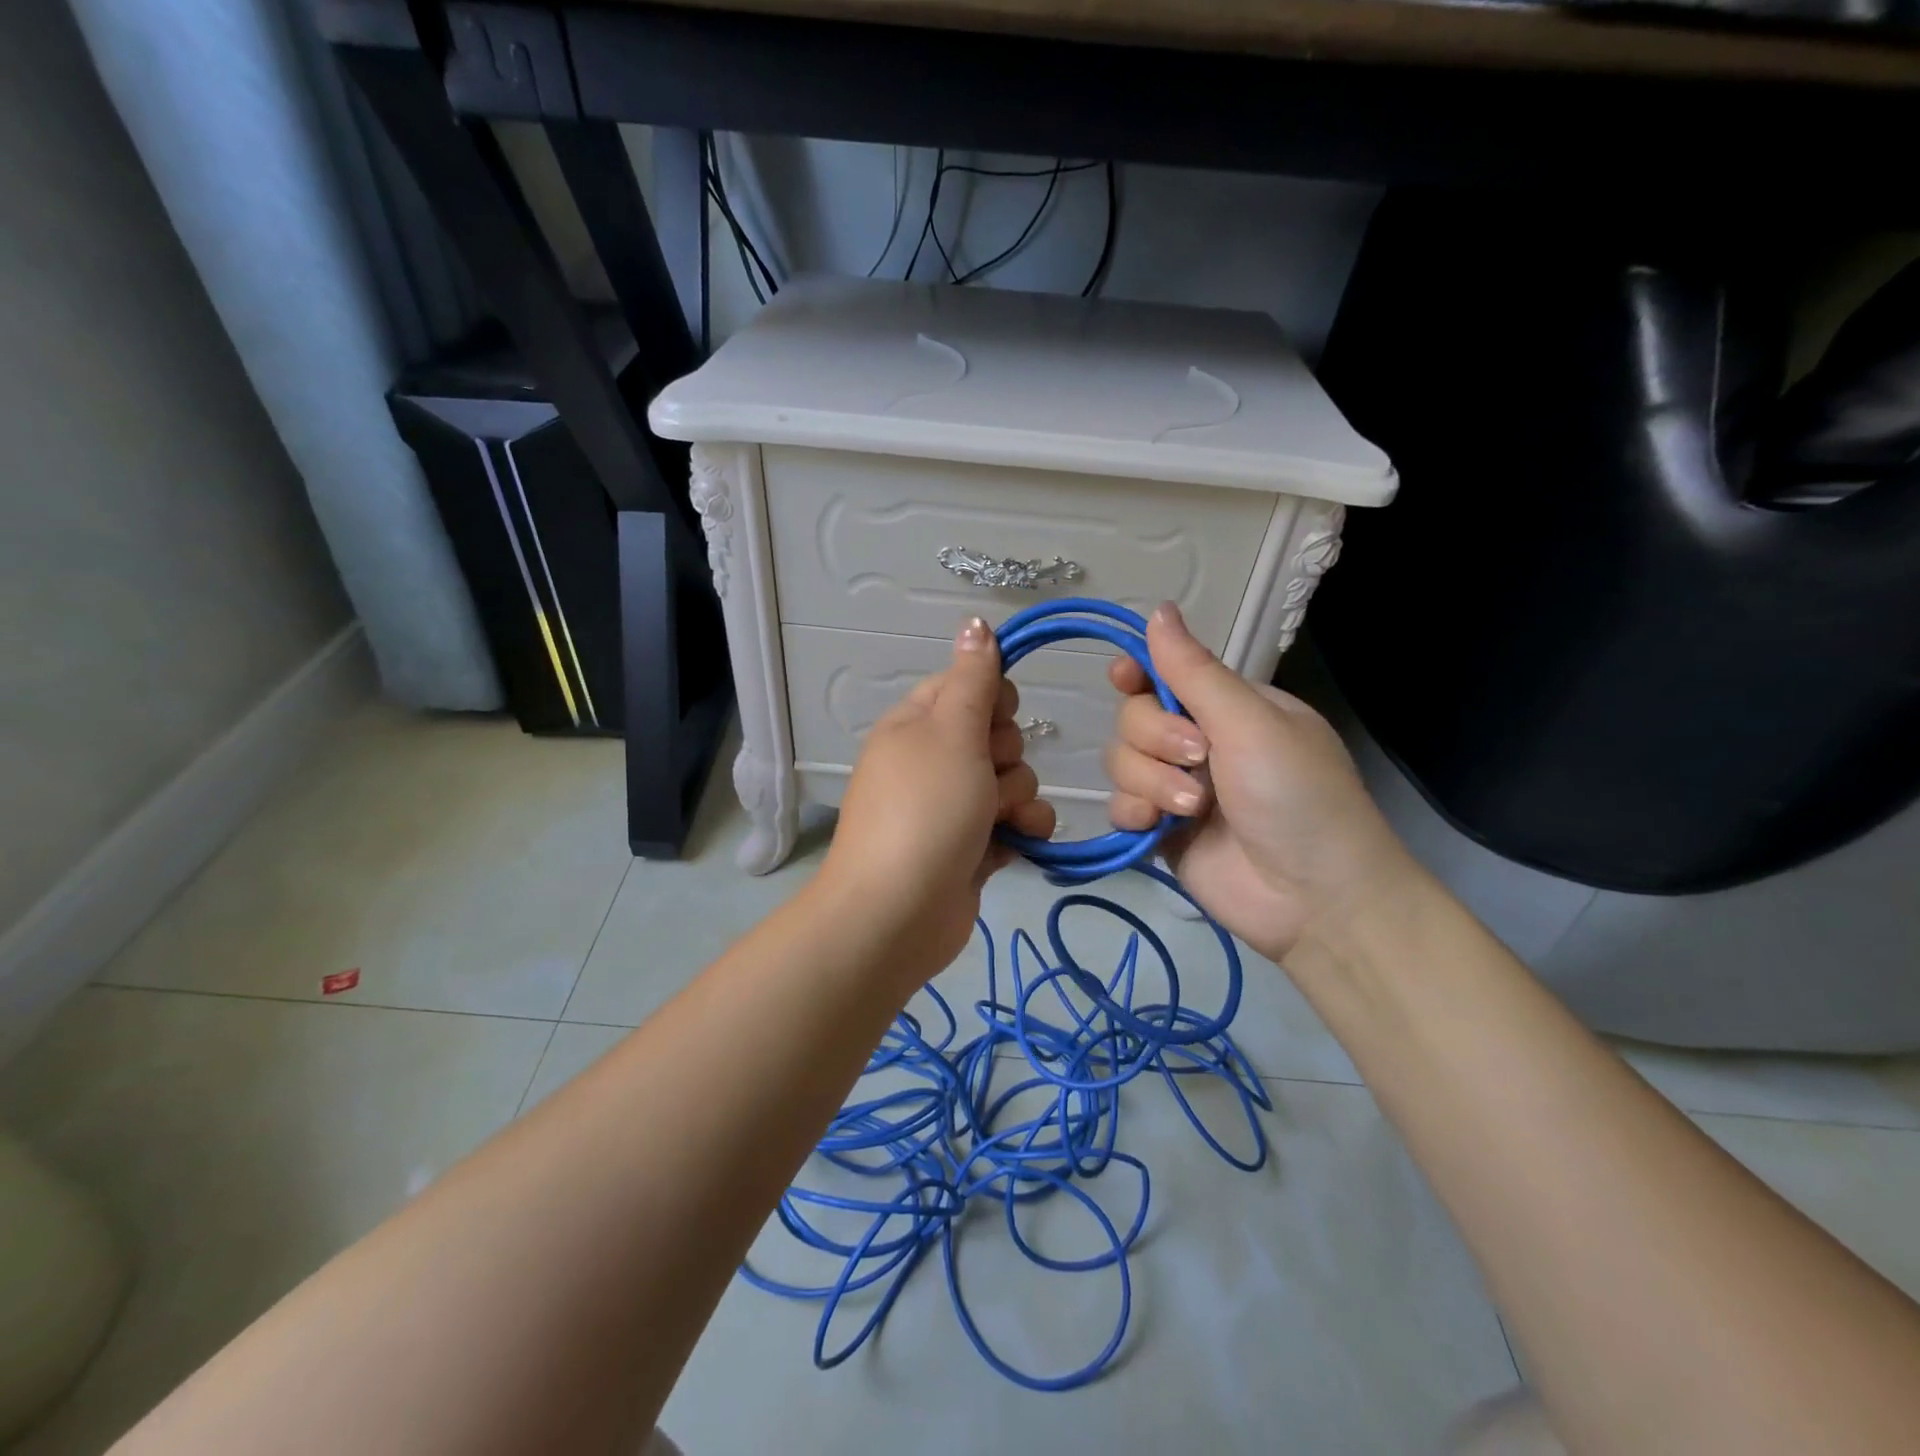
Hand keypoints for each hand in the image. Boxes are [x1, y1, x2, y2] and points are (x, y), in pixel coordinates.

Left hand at [819, 617, 1055, 979]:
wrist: (899, 913)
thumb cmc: (925, 810)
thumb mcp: (951, 732)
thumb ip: (973, 679)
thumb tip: (975, 622)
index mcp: (916, 724)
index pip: (967, 685)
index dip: (992, 699)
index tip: (995, 719)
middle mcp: (932, 760)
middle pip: (995, 734)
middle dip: (1005, 755)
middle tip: (986, 777)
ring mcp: (952, 806)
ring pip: (1011, 779)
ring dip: (1017, 797)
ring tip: (998, 820)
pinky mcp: (971, 846)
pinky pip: (1013, 822)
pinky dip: (1022, 830)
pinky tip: (1020, 842)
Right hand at [1104, 603, 1417, 962]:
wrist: (1314, 897)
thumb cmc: (1297, 796)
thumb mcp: (1252, 724)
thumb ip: (1195, 672)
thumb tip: (1158, 609)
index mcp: (1229, 708)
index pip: (1166, 675)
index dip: (1139, 673)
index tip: (1124, 678)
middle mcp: (1199, 742)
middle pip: (1134, 717)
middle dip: (1155, 737)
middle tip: (1198, 760)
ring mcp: (1176, 787)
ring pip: (1121, 760)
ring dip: (1150, 780)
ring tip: (1192, 808)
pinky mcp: (1160, 829)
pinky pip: (1120, 804)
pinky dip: (1132, 811)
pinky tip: (1154, 827)